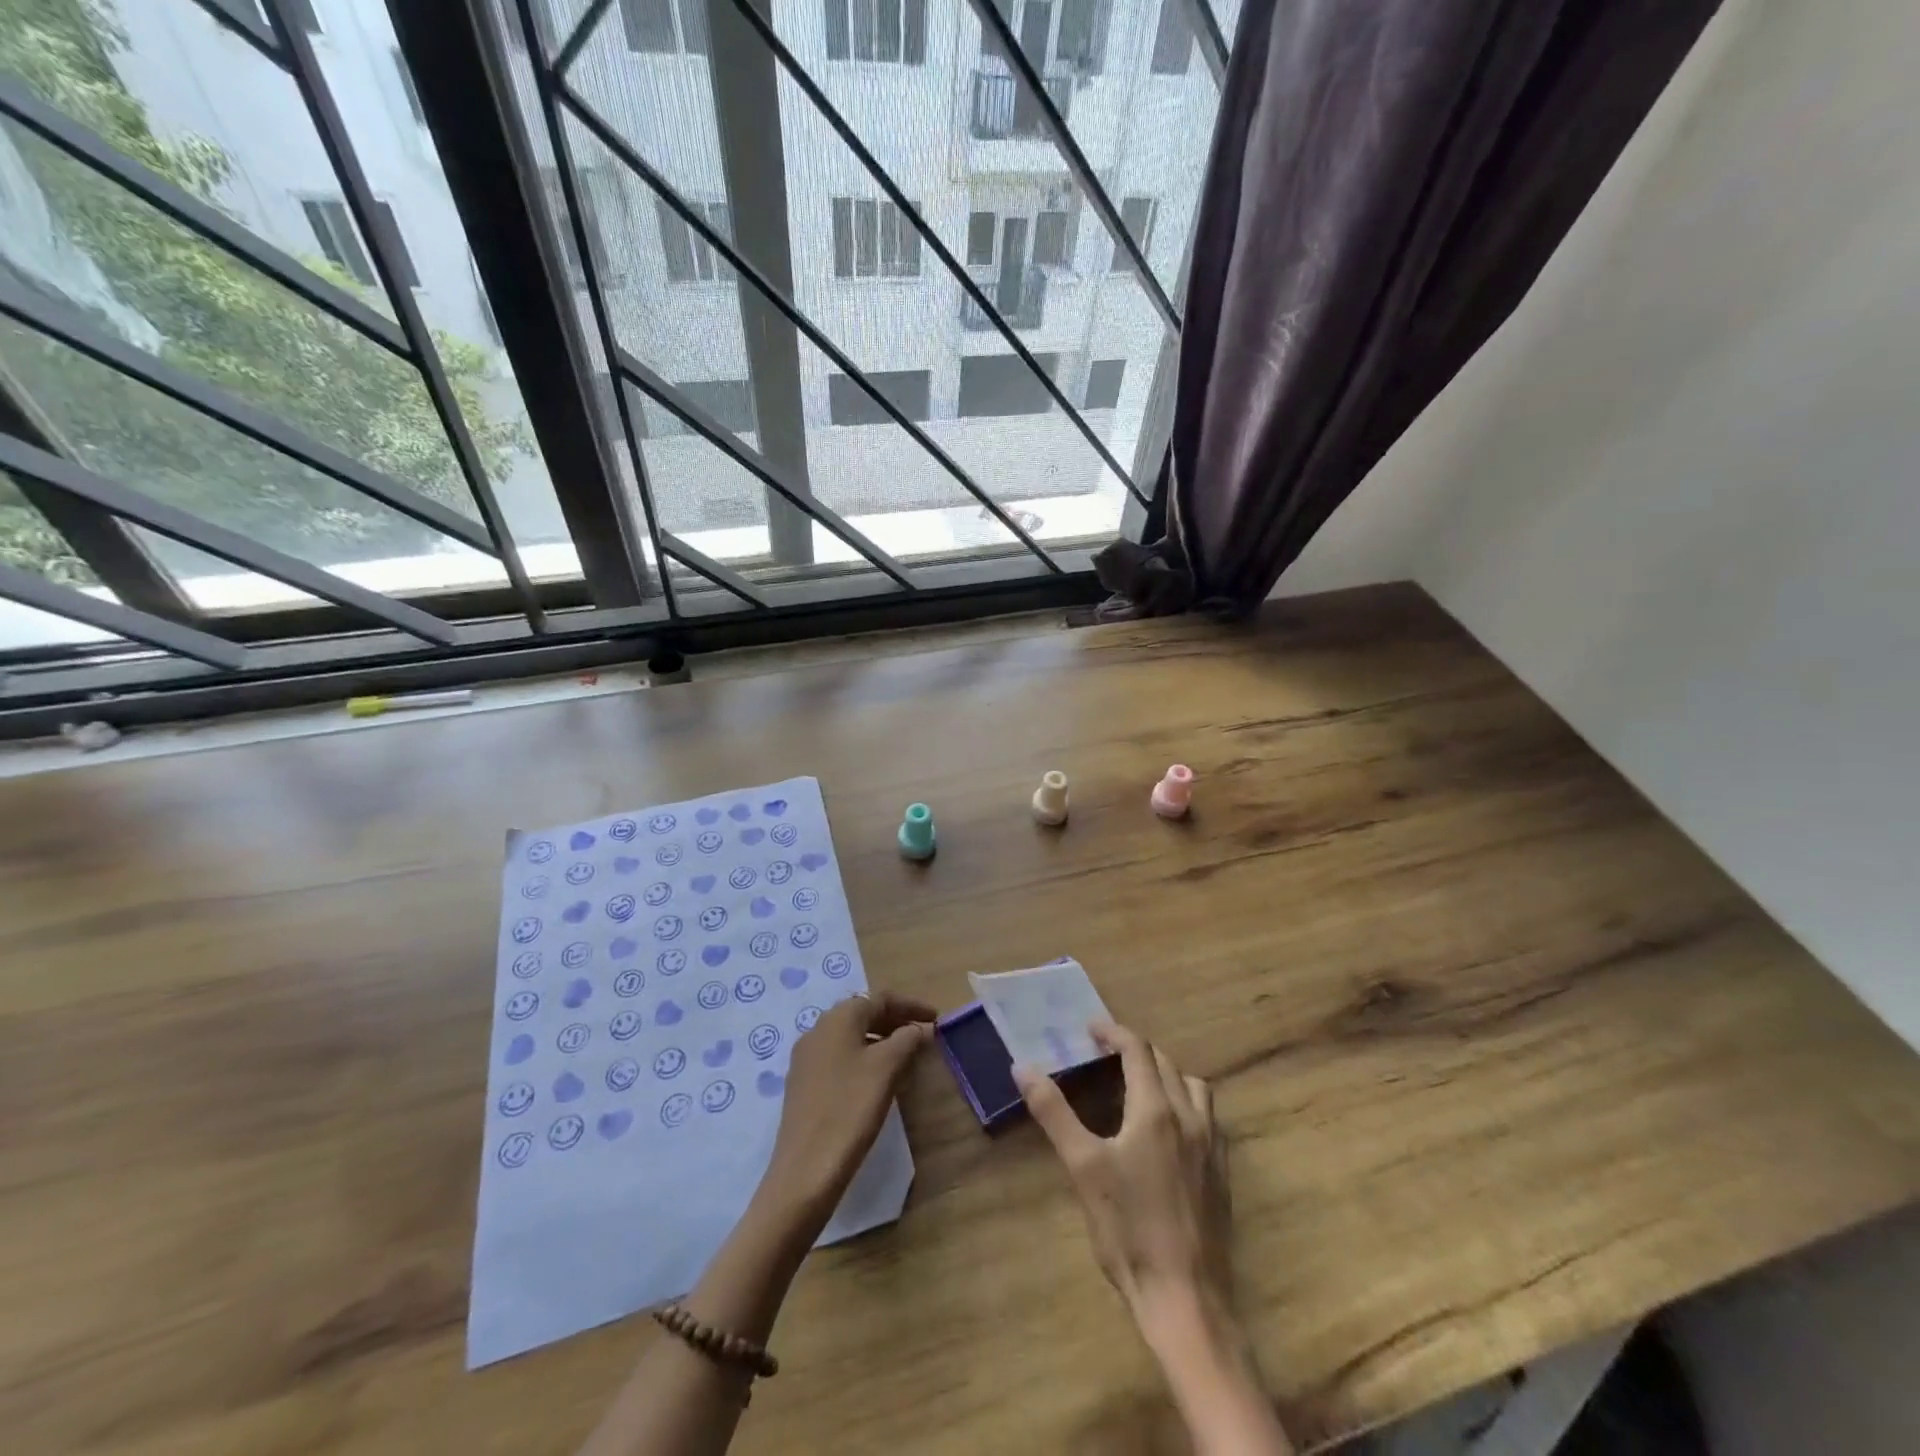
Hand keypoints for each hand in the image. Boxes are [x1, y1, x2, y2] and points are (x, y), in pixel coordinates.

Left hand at [760, 990, 935, 1227]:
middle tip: (922, 1034)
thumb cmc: (851, 1108)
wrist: (806, 1170)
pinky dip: (863, 1058)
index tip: (936, 1018)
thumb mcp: (886, 1069)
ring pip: (850, 1036)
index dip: (911, 1005)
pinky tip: (877, 1078)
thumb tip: (916, 1029)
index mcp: (838, 1018)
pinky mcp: (803, 1084)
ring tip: (905, 1055)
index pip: (880, 998)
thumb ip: (906, 1040)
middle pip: (863, 1014)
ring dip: (880, 1039)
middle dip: (895, 1020)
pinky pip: (839, 1057)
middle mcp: (818, 1029)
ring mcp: (807, 1058)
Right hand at [1015, 1022, 1232, 1319]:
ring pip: (1193, 1087)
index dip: (1113, 1033)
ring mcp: (1212, 1146)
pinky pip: (1208, 1118)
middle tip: (1106, 1055)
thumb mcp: (1082, 1167)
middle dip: (1136, 1051)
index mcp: (1156, 1110)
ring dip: (1166, 1074)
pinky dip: (1186, 1104)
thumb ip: (1054, 1112)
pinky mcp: (1222, 1173)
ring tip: (1140, 1086)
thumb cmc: (1128, 1229)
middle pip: (1165, 1064)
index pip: (1138, 1050)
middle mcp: (1190, 1117)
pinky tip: (1169, 1130)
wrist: (1185, 1298)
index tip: (1091, 1029)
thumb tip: (1023, 1067)